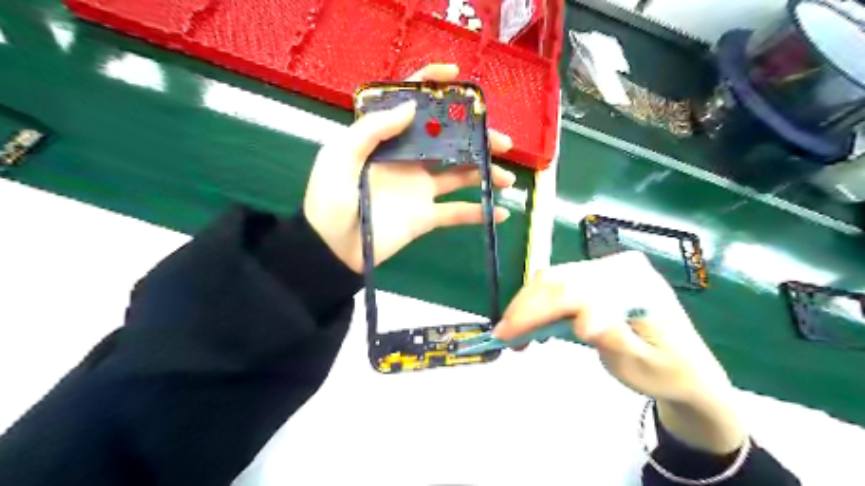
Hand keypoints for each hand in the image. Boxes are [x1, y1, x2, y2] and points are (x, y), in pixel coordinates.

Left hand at [304, 63, 512, 272]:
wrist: (331, 249)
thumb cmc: (329, 200)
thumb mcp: (340, 156)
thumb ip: (373, 129)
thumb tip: (412, 106)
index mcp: (386, 141)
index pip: (411, 106)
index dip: (432, 86)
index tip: (458, 77)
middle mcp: (407, 160)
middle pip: (448, 142)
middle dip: (477, 138)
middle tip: (502, 142)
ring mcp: (419, 189)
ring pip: (459, 175)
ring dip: (485, 174)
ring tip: (507, 178)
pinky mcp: (425, 216)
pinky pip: (456, 213)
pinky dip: (478, 213)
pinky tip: (501, 213)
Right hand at [497, 253, 747, 453]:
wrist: (688, 368)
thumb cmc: (666, 371)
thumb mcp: (641, 365)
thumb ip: (613, 339)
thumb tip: (581, 323)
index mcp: (636, 286)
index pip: (574, 292)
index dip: (536, 311)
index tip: (508, 336)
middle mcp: (619, 268)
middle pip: (559, 280)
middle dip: (524, 307)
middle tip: (502, 336)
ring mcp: (609, 268)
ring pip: (554, 279)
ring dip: (529, 304)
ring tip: (514, 333)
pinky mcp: (599, 276)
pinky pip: (561, 283)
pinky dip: (541, 302)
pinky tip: (535, 322)